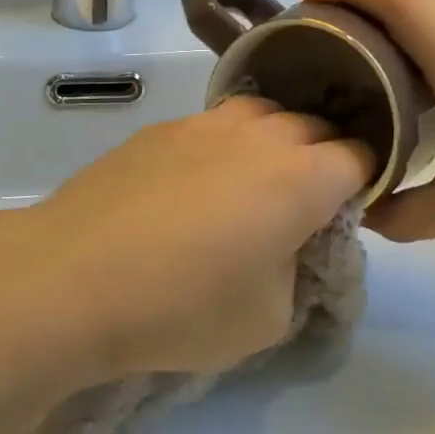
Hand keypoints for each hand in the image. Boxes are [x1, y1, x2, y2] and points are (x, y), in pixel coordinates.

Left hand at [0, 98, 372, 381]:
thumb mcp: (268, 318)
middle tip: (301, 205)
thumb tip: (287, 243)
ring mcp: (209, 121)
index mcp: (303, 176)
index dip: (362, 182)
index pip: (360, 157)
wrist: (73, 276)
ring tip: (251, 186)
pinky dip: (226, 145)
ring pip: (266, 115)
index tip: (344, 212)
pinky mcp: (165, 126)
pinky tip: (195, 186)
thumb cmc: (182, 306)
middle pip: (316, 127)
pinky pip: (216, 124)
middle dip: (323, 158)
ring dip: (274, 143)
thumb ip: (298, 270)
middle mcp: (263, 133)